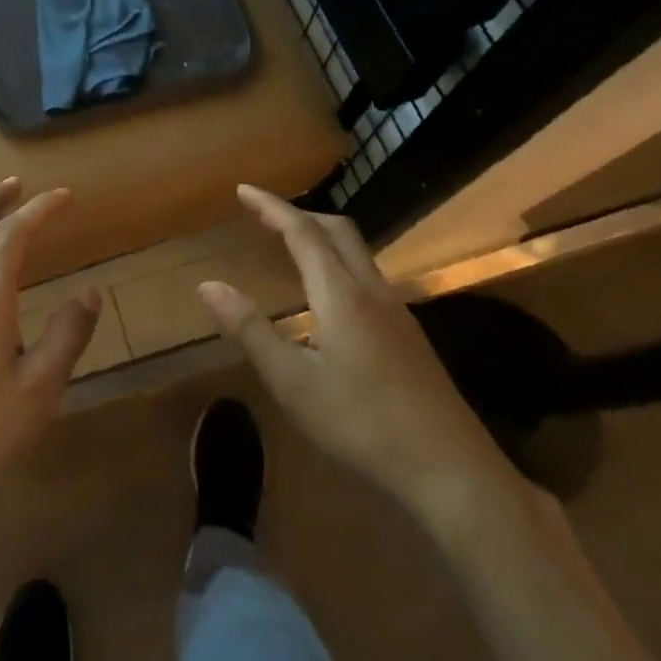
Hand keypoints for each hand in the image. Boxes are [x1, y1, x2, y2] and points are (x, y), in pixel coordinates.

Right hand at [197, 185, 530, 537]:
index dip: (271, 207)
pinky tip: (330, 298)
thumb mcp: (292, 383)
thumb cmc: (362, 425)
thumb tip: (207, 285)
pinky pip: (368, 278)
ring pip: (358, 254)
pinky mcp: (410, 337)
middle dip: (300, 214)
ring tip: (291, 247)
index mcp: (341, 296)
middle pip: (338, 231)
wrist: (452, 471)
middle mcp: (373, 292)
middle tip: (264, 216)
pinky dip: (339, 265)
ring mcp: (398, 314)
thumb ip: (249, 330)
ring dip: (322, 238)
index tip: (244, 190)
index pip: (303, 232)